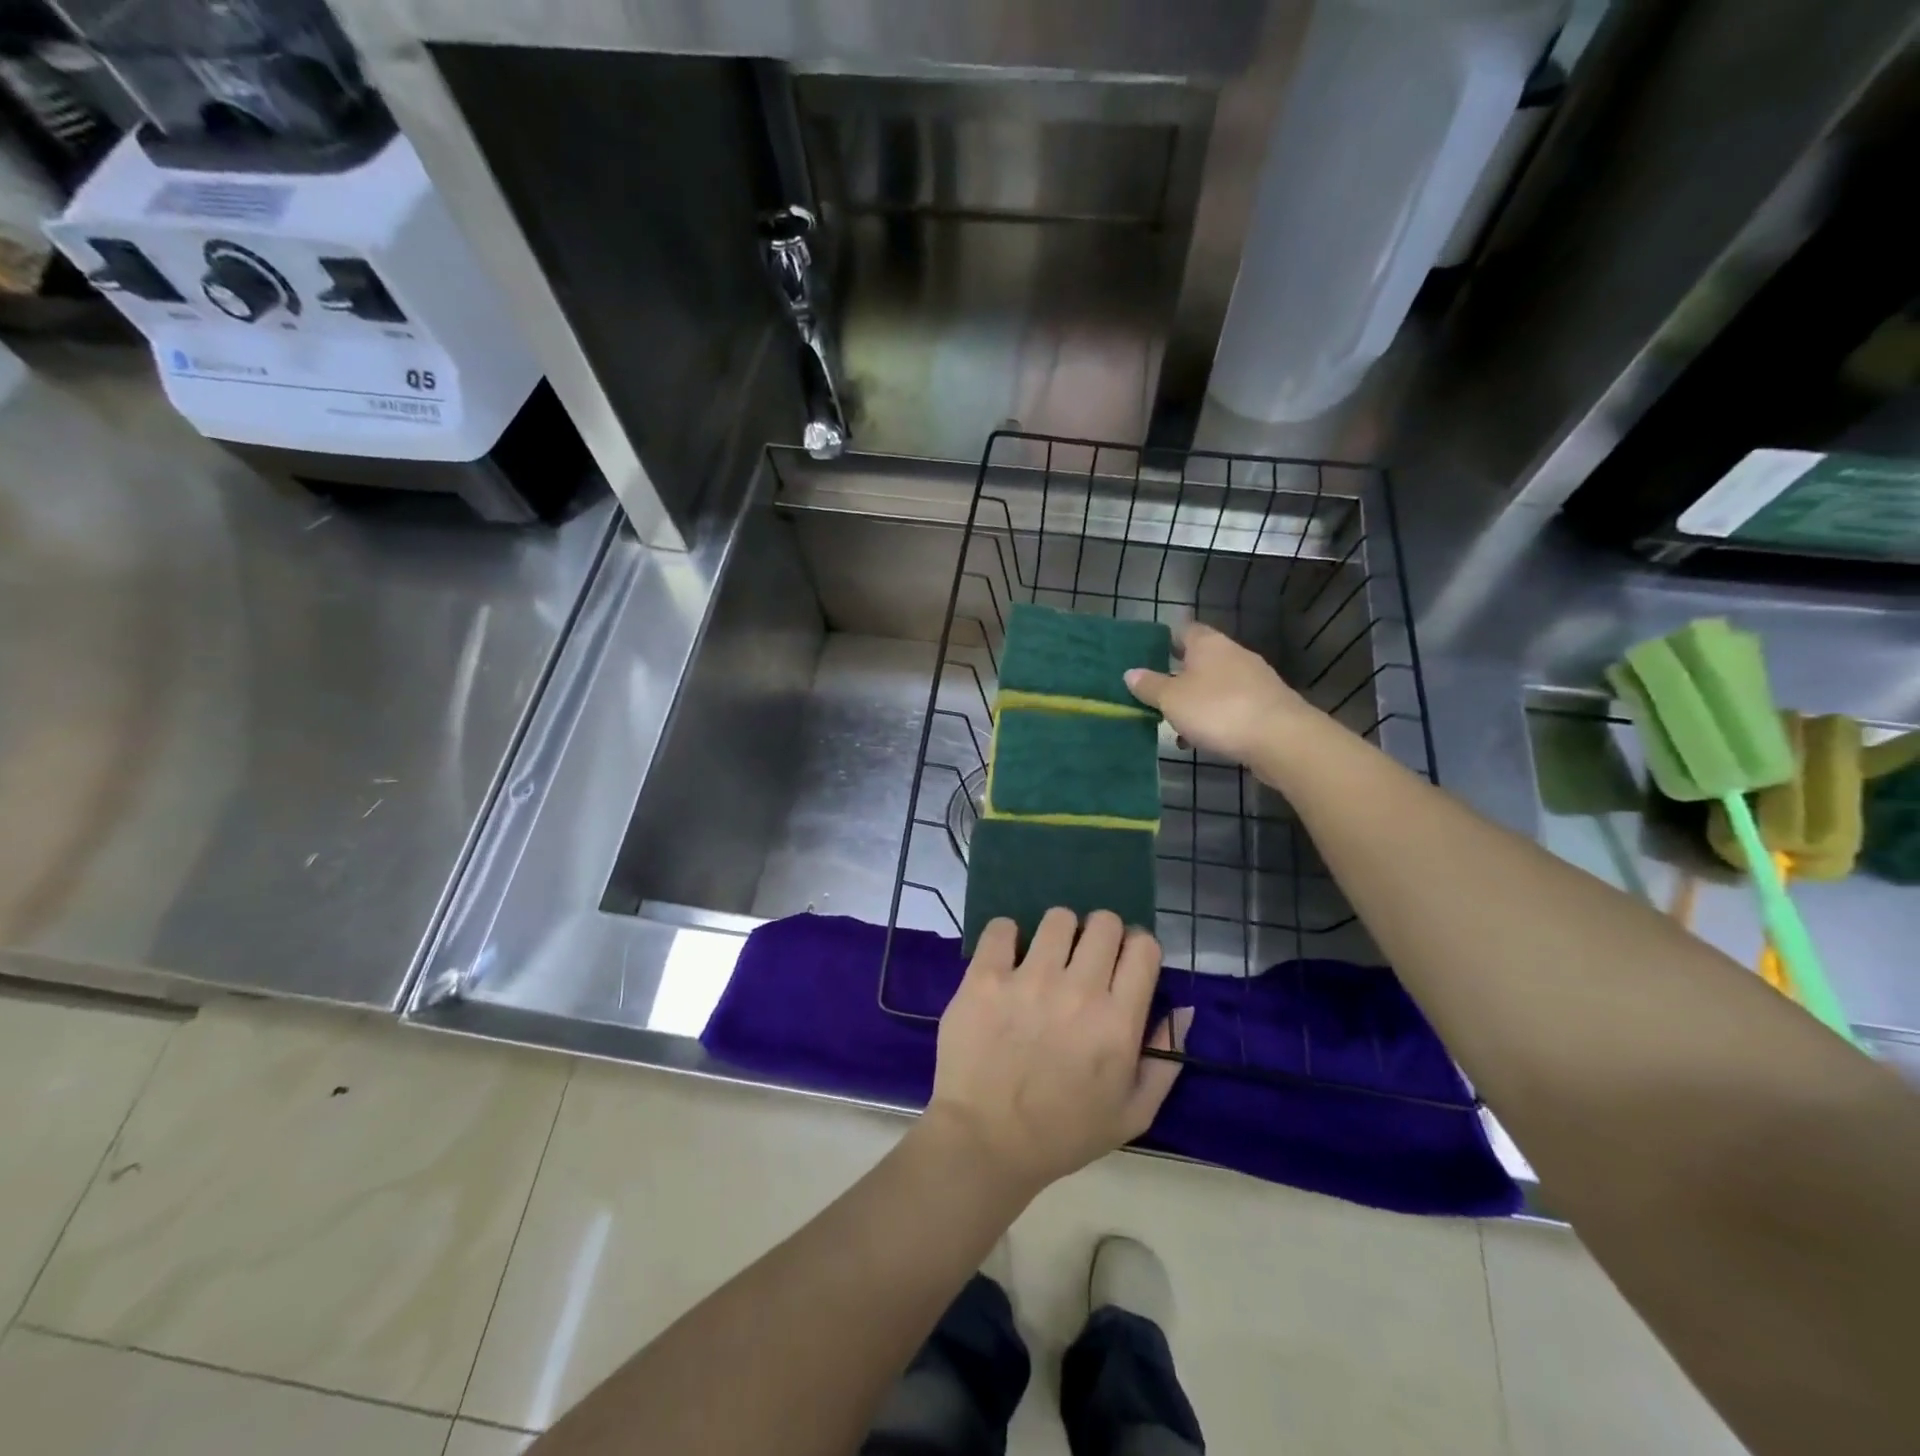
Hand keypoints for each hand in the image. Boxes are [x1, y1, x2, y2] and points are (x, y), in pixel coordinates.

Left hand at [925, 909, 1190, 1196]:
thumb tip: (1184, 1008)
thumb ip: (1165, 1059)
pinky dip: (1006, 937)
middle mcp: (1078, 991)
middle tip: (1085, 959)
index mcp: (1118, 1022)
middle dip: (1101, 934)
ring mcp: (1028, 980)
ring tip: (1046, 958)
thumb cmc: (1063, 1133)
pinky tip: (1006, 959)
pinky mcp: (985, 977)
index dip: (1136, 948)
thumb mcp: (1132, 1114)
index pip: (1143, 947)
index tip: (1123, 961)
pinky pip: (1001, 927)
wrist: (985, 1142)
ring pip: (1057, 918)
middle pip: (1104, 923)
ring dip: (1057, 934)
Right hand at [1125, 621, 1317, 767]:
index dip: (1166, 641)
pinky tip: (1204, 739)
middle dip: (1180, 677)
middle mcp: (1233, 654)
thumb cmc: (1218, 710)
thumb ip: (1150, 686)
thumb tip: (1130, 672)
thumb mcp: (1172, 699)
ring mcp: (1255, 679)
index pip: (1184, 631)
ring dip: (1197, 702)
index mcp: (1208, 644)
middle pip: (1201, 660)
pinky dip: (1216, 718)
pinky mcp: (1267, 704)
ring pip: (1216, 685)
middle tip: (1157, 696)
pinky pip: (1233, 706)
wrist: (1281, 738)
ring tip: (1177, 725)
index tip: (1148, 657)